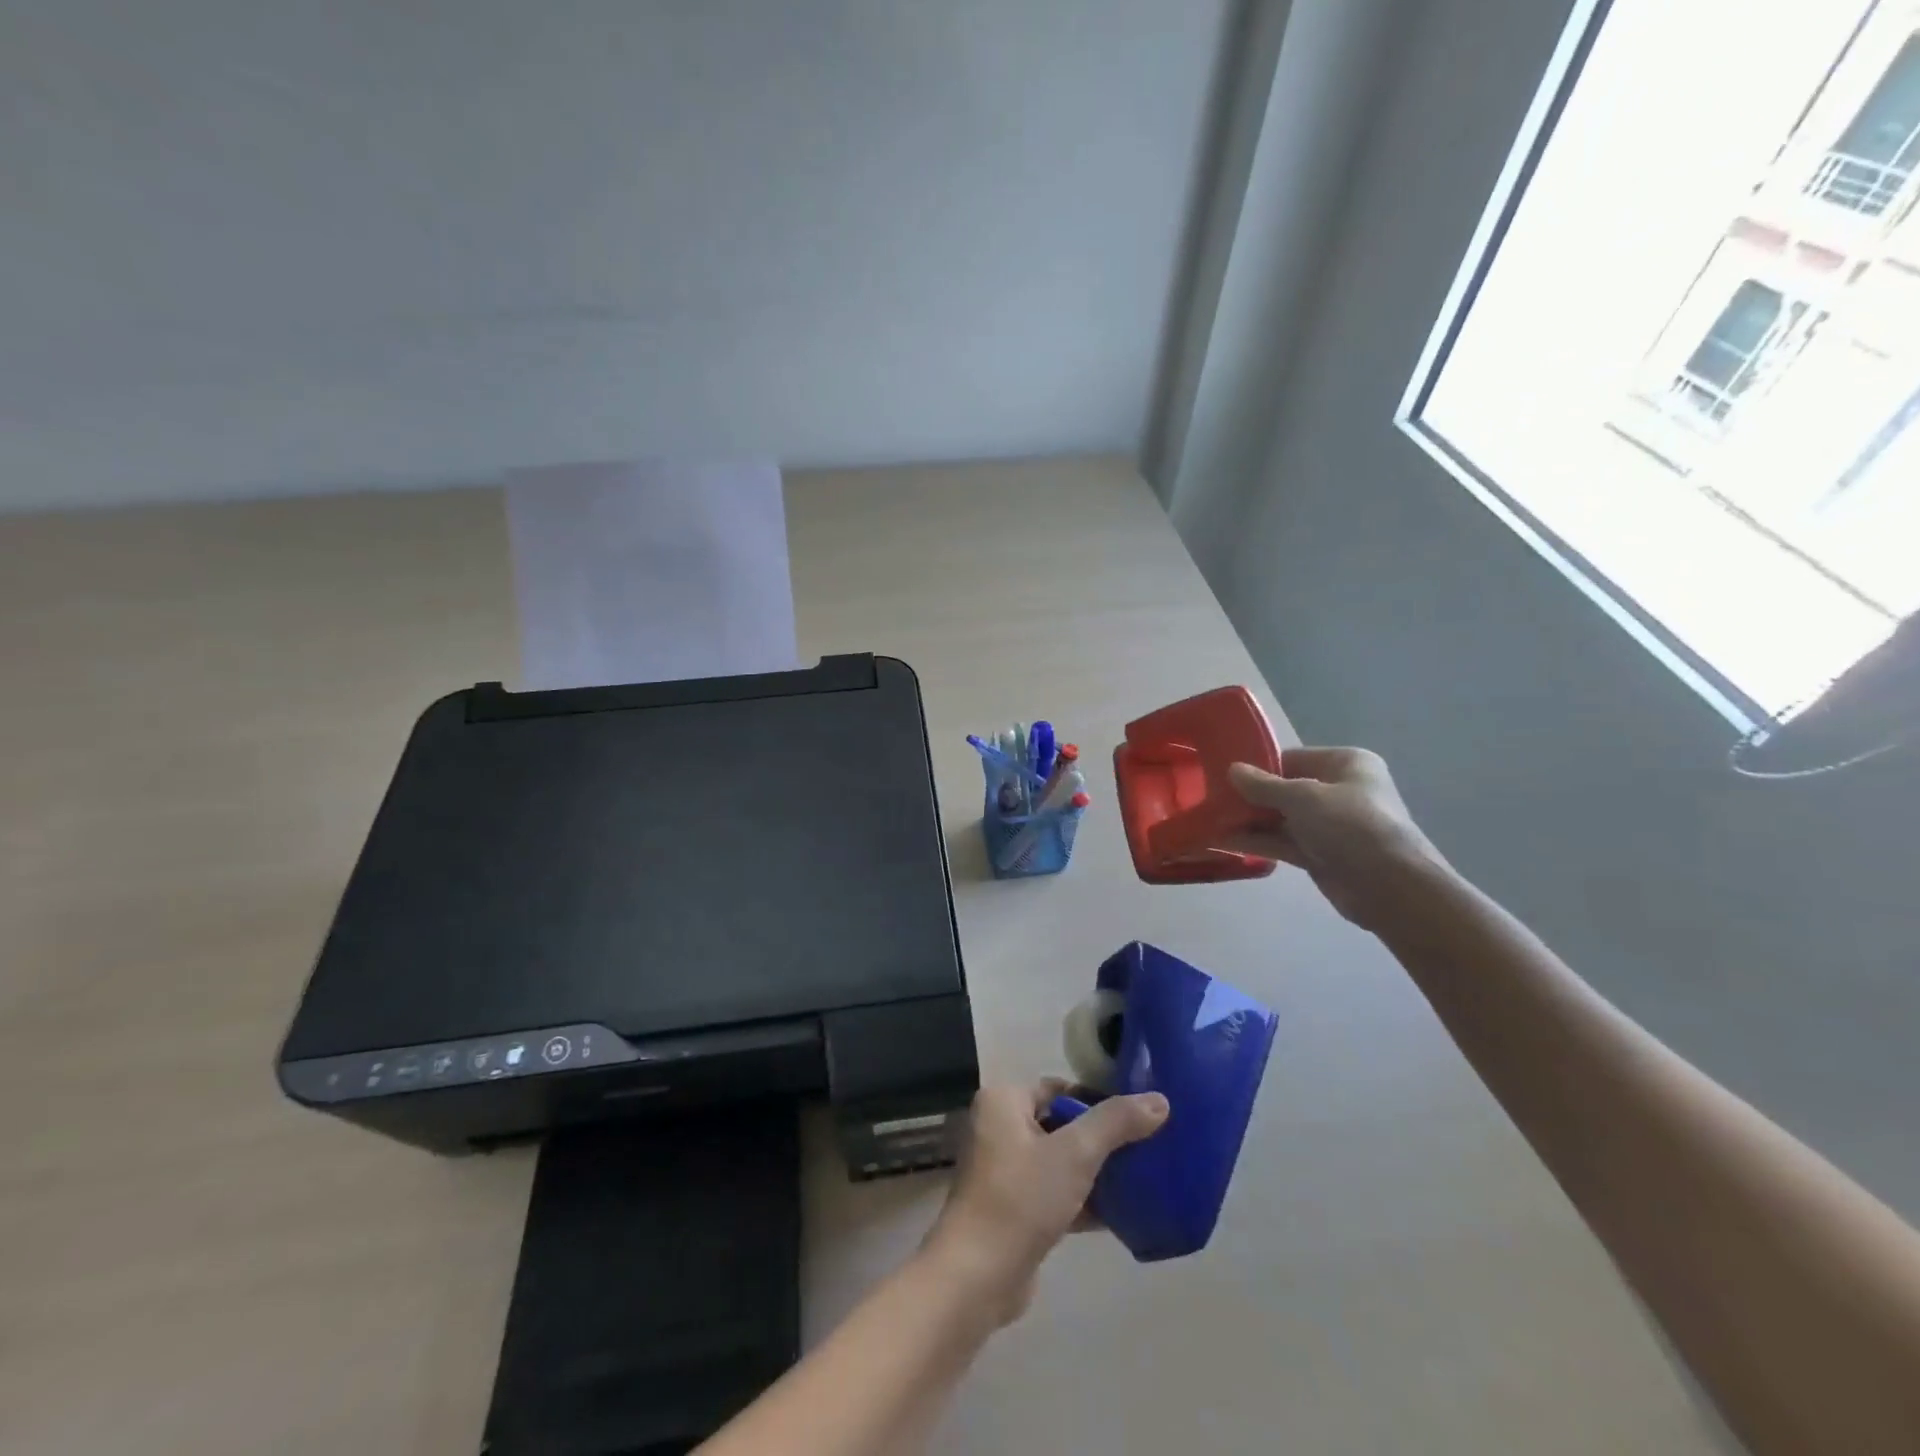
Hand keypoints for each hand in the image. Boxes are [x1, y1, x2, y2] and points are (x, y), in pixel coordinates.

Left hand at [922, 1081, 1167, 1323]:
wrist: (978, 1277)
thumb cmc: (1021, 1198)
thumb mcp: (1075, 1154)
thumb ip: (1116, 1123)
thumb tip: (1160, 1100)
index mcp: (1003, 1101)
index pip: (1060, 1087)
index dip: (1098, 1099)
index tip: (1137, 1117)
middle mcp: (998, 1127)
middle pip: (1061, 1123)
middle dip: (1100, 1138)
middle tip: (1145, 1148)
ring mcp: (1003, 1170)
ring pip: (1060, 1160)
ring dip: (1095, 1171)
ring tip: (1141, 1179)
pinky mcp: (1013, 1208)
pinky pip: (1054, 1192)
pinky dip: (1082, 1200)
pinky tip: (1121, 1214)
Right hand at [1225, 747, 1449, 932]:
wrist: (1390, 887)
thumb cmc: (1350, 825)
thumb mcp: (1302, 797)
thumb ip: (1263, 785)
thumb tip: (1232, 770)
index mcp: (1345, 763)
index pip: (1292, 758)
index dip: (1257, 766)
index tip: (1223, 775)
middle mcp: (1340, 790)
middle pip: (1285, 789)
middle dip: (1250, 797)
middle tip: (1211, 799)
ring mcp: (1331, 825)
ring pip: (1282, 818)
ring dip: (1249, 820)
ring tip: (1209, 821)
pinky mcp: (1322, 854)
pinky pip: (1284, 842)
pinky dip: (1258, 841)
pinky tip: (1224, 841)